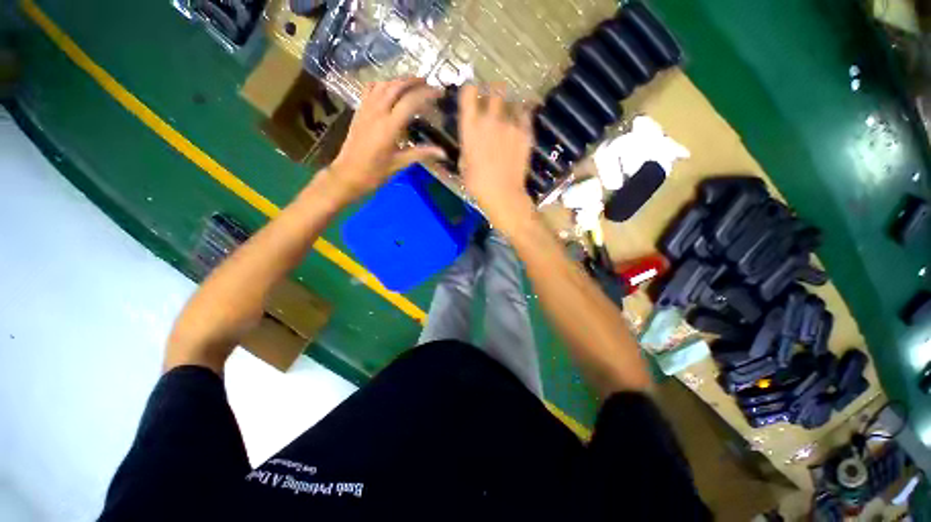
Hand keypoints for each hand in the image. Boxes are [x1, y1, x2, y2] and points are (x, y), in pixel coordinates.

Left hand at [327, 78, 445, 201]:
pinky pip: (371, 89)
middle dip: (414, 81)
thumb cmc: (375, 172)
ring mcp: (366, 109)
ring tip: (413, 83)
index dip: (427, 94)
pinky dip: (383, 84)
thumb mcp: (400, 163)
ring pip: (384, 84)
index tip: (440, 92)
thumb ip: (422, 154)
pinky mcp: (359, 110)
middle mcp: (378, 112)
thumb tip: (443, 153)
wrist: (348, 174)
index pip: (411, 101)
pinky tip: (389, 88)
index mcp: (390, 126)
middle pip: (397, 86)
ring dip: (400, 80)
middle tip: (429, 83)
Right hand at [458, 85, 534, 229]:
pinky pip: (525, 114)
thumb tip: (472, 137)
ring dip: (509, 104)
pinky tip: (519, 123)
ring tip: (509, 113)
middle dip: (493, 91)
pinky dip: (522, 115)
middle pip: (494, 89)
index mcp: (470, 127)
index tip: (473, 93)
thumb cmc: (477, 183)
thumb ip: (468, 144)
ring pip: (512, 101)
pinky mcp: (526, 132)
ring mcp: (510, 124)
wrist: (503, 194)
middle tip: (494, 99)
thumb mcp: (464, 163)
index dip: (471, 89)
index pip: (469, 92)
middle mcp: (490, 119)